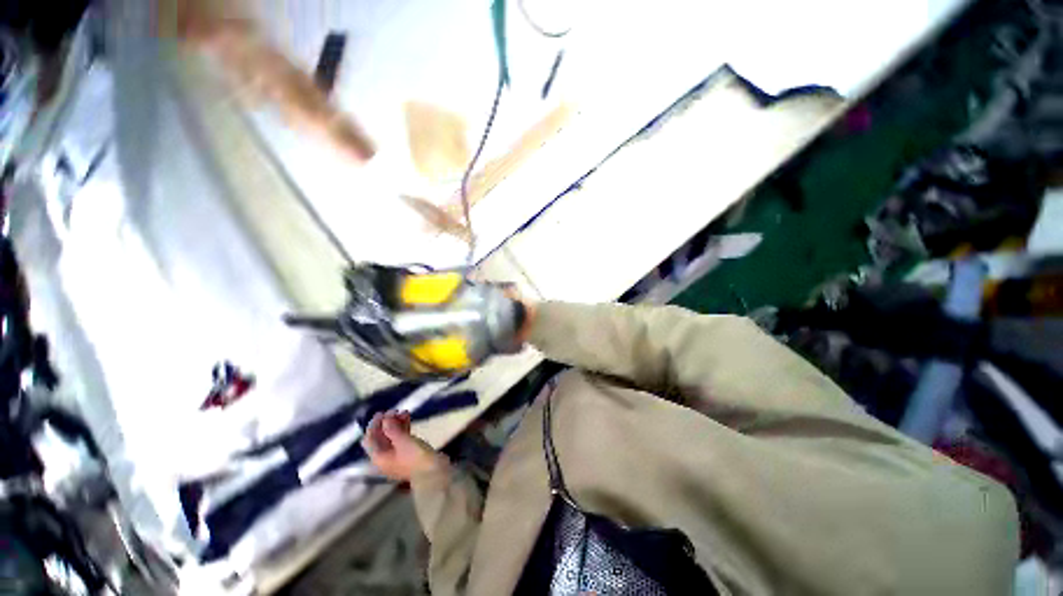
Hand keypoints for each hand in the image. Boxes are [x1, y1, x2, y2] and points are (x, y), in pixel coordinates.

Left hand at [362, 411, 446, 481]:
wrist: (432, 471)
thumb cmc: (414, 457)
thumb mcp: (402, 441)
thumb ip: (391, 429)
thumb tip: (385, 418)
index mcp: (379, 456)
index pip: (369, 439)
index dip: (374, 425)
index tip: (382, 412)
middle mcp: (384, 456)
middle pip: (380, 437)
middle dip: (386, 423)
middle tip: (395, 411)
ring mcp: (396, 454)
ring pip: (391, 436)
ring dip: (395, 424)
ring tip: (404, 412)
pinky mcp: (407, 452)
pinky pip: (401, 438)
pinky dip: (403, 428)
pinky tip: (408, 418)